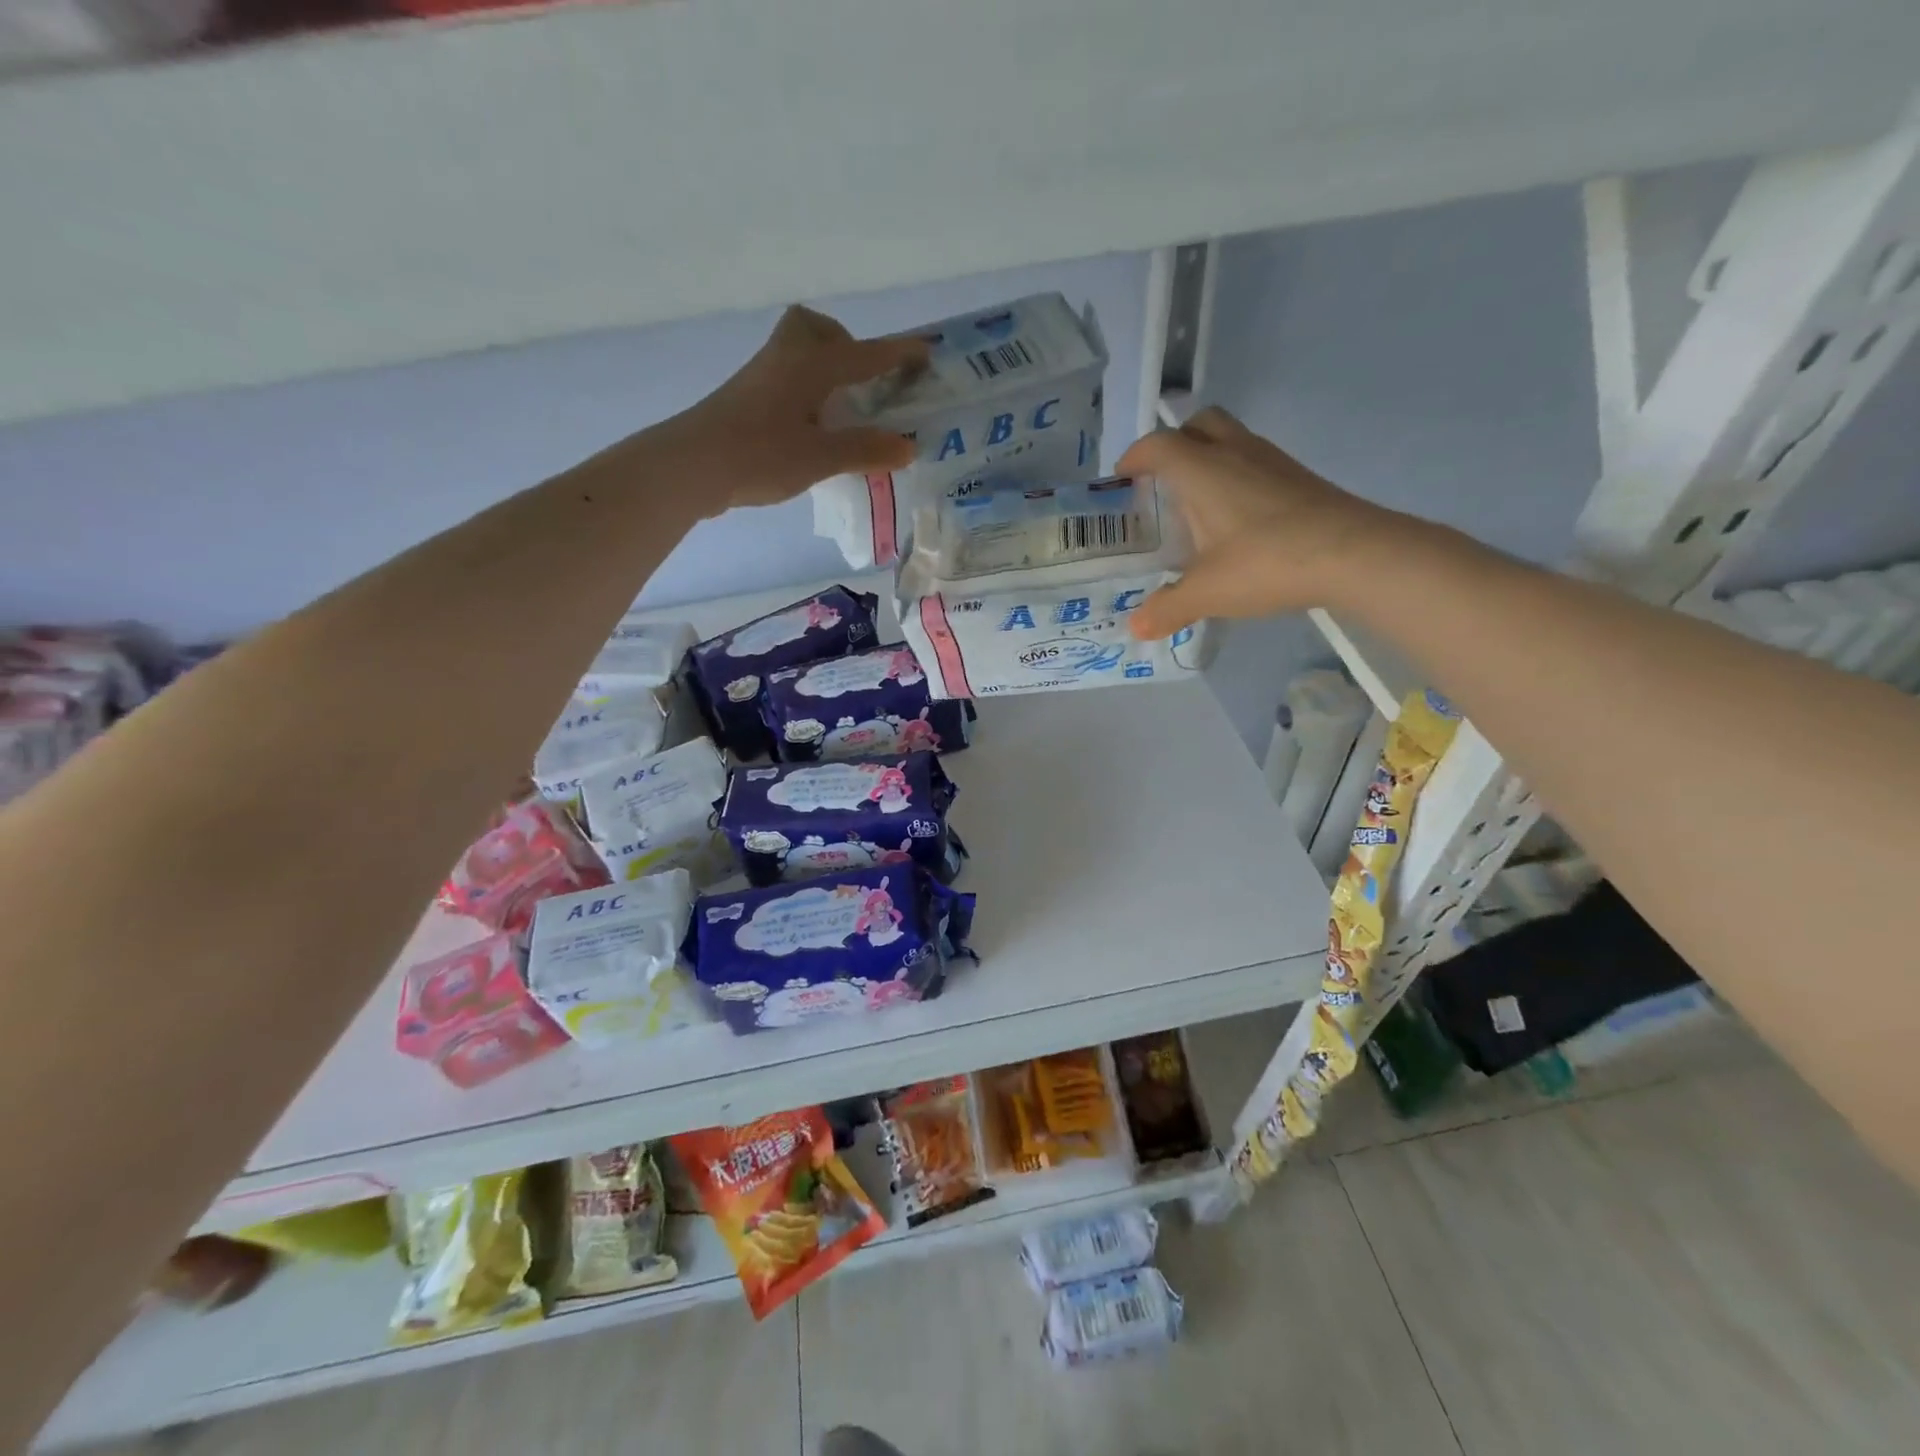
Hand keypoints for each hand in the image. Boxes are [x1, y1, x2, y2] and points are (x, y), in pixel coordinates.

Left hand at [659, 306, 929, 515]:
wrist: (692, 465)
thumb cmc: (760, 454)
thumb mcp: (820, 457)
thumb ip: (865, 449)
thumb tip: (908, 447)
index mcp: (810, 365)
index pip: (864, 354)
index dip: (897, 353)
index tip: (925, 351)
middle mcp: (785, 360)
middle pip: (813, 329)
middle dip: (843, 343)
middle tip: (861, 379)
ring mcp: (761, 378)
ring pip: (796, 353)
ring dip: (824, 368)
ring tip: (843, 409)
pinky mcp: (746, 400)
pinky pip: (785, 379)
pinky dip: (807, 391)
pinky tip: (813, 427)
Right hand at [1116, 408, 1396, 637]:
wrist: (1354, 554)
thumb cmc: (1266, 563)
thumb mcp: (1207, 592)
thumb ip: (1167, 608)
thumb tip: (1136, 628)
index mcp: (1202, 471)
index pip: (1158, 445)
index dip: (1134, 458)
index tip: (1122, 480)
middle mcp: (1235, 453)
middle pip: (1199, 425)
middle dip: (1175, 445)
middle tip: (1163, 483)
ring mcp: (1273, 462)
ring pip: (1232, 440)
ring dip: (1209, 461)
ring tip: (1198, 506)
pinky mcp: (1300, 478)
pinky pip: (1256, 463)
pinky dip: (1237, 479)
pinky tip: (1238, 521)